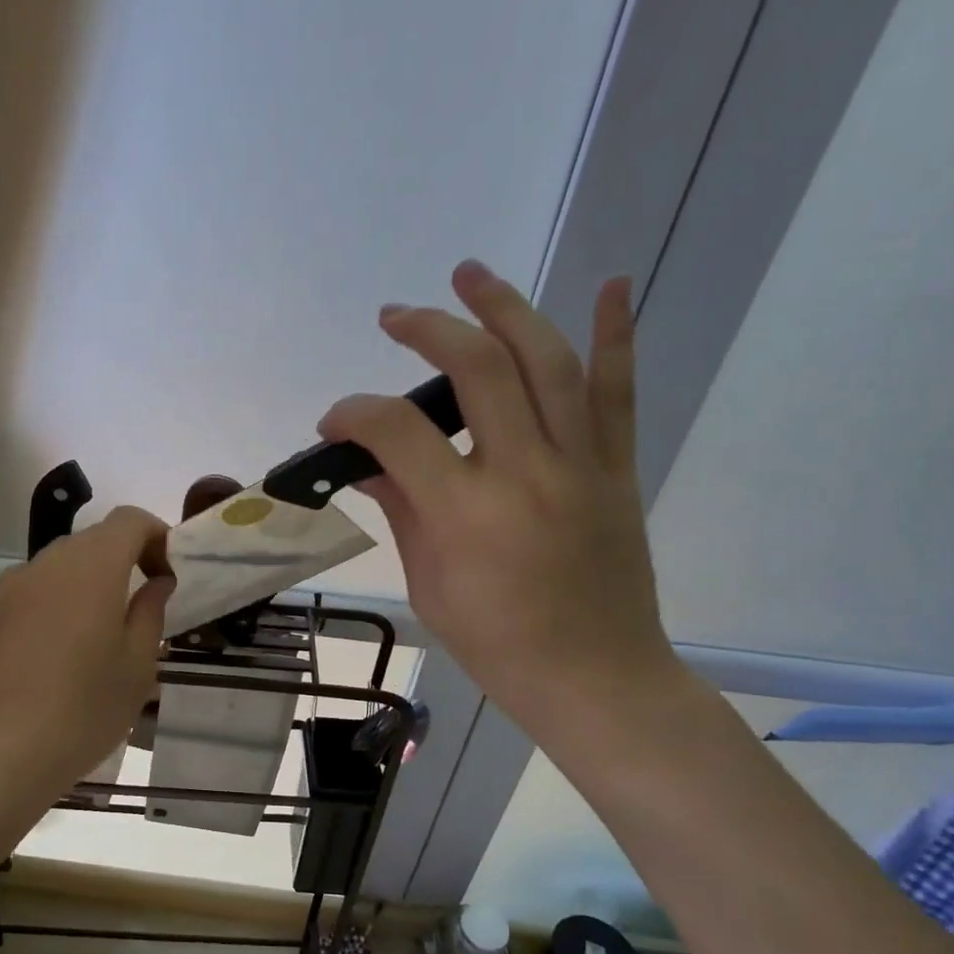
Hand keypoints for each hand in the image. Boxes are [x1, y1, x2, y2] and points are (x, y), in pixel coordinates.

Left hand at [0, 507, 173, 812]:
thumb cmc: (83, 710)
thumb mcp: (137, 665)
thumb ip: (151, 612)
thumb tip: (156, 582)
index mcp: (92, 566)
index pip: (130, 520)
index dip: (158, 537)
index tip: (168, 577)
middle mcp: (48, 562)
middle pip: (95, 539)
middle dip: (127, 558)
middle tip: (145, 605)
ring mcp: (13, 587)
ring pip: (64, 563)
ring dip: (93, 580)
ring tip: (106, 631)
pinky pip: (38, 588)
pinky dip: (62, 599)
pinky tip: (65, 649)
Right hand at [318, 261, 679, 742]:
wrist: (596, 679)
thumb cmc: (499, 646)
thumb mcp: (429, 587)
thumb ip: (404, 513)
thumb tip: (372, 466)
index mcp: (466, 514)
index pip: (397, 432)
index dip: (354, 413)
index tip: (335, 421)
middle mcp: (526, 473)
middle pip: (477, 369)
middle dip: (428, 330)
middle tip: (395, 315)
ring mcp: (580, 466)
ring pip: (547, 362)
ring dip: (505, 308)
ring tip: (471, 274)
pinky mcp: (617, 470)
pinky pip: (618, 393)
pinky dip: (616, 335)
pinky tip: (611, 284)